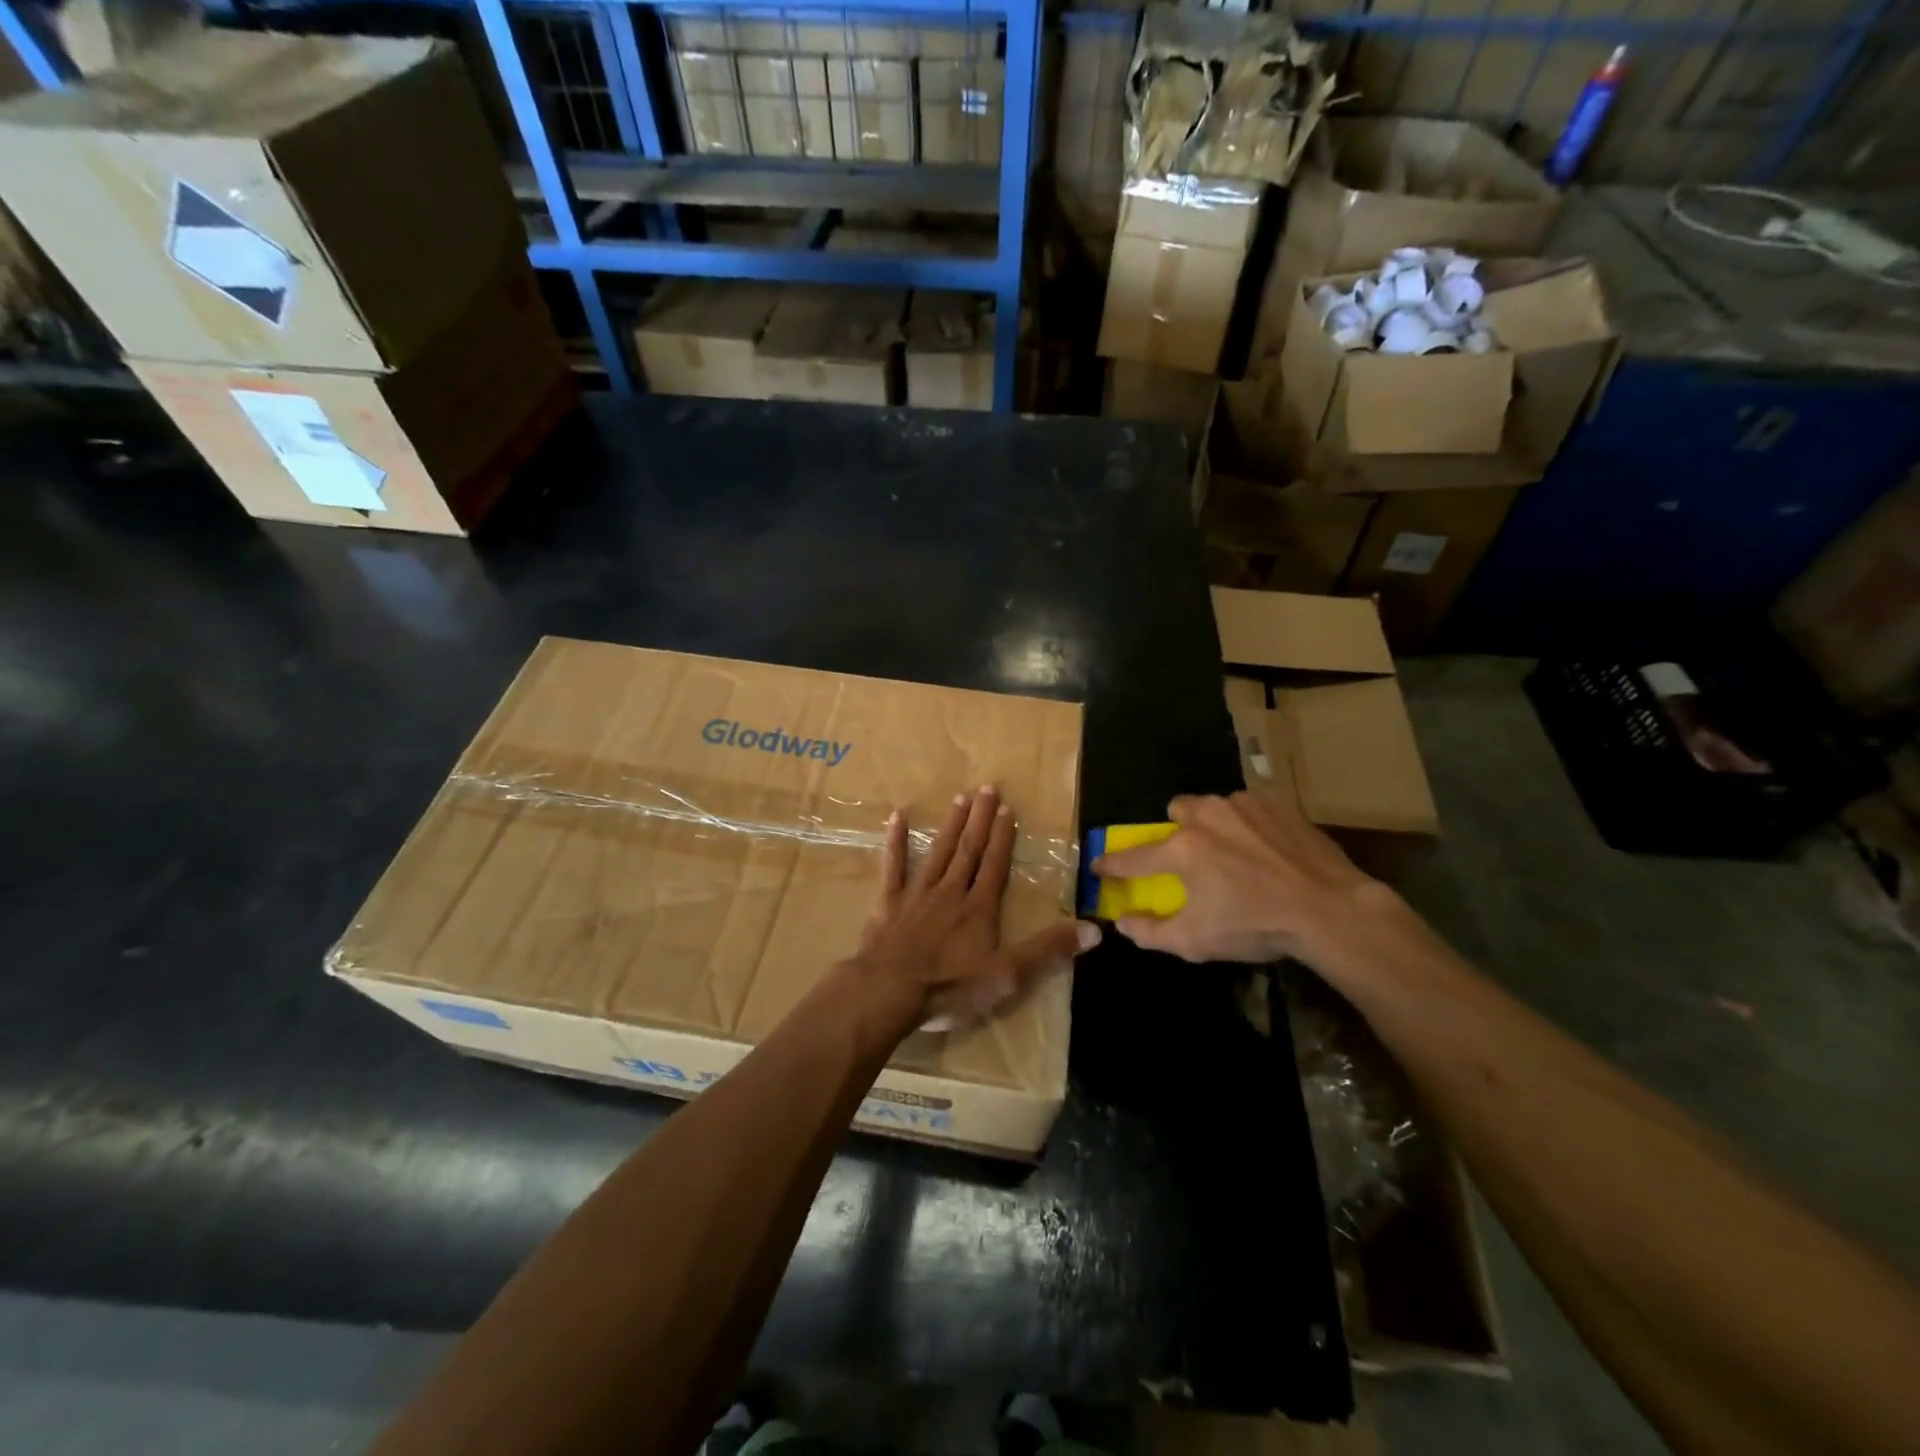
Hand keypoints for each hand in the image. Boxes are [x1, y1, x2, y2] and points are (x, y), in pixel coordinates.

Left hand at [852, 786, 1099, 1032]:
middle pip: (968, 850)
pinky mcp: (888, 903)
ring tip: (960, 798)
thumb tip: (1095, 929)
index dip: (1003, 838)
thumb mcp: (1008, 976)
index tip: (1008, 809)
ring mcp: (917, 894)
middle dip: (980, 819)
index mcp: (979, 908)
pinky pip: (893, 867)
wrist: (889, 991)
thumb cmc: (950, 986)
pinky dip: (895, 842)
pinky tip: (895, 817)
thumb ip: (1048, 950)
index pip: (995, 866)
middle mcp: (950, 892)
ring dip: (951, 825)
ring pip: (938, 852)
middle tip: (987, 787)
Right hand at [1091, 789, 1397, 971]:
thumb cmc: (1257, 927)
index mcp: (1182, 850)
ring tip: (1236, 853)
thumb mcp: (1196, 942)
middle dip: (1178, 831)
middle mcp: (1205, 816)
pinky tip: (1267, 849)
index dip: (1112, 864)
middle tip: (1194, 858)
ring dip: (1214, 824)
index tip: (1099, 865)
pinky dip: (1249, 824)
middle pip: (1176, 811)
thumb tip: (1121, 922)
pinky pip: (1249, 807)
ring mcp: (1243, 804)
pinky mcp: (1276, 802)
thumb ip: (1150, 932)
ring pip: (1213, 805)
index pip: (1133, 857)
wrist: (1330, 909)